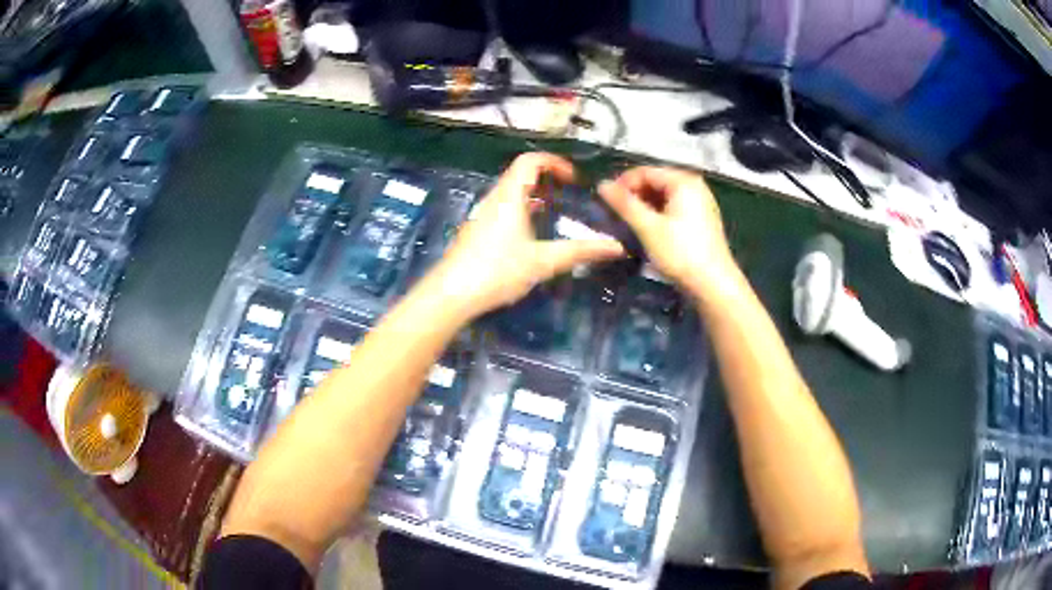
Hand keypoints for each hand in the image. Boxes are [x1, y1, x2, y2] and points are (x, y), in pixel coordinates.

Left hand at [425, 153, 624, 319]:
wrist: (450, 294)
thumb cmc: (496, 271)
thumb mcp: (542, 261)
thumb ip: (579, 251)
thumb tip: (616, 246)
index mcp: (509, 197)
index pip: (530, 161)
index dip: (554, 162)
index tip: (574, 179)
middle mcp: (493, 199)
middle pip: (519, 174)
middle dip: (547, 178)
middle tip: (569, 194)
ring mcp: (482, 215)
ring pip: (510, 193)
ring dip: (533, 195)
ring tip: (554, 212)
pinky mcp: (476, 232)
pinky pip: (502, 209)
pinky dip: (521, 210)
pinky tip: (530, 235)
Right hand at [598, 166, 738, 298]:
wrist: (713, 284)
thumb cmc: (680, 253)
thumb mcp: (648, 227)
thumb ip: (624, 203)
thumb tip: (601, 184)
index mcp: (683, 181)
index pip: (645, 171)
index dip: (622, 183)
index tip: (605, 202)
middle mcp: (694, 185)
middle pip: (655, 181)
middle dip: (634, 195)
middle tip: (615, 214)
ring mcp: (700, 202)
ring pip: (663, 196)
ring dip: (644, 206)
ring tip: (628, 222)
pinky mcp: (701, 219)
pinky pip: (673, 207)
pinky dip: (658, 214)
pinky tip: (647, 229)